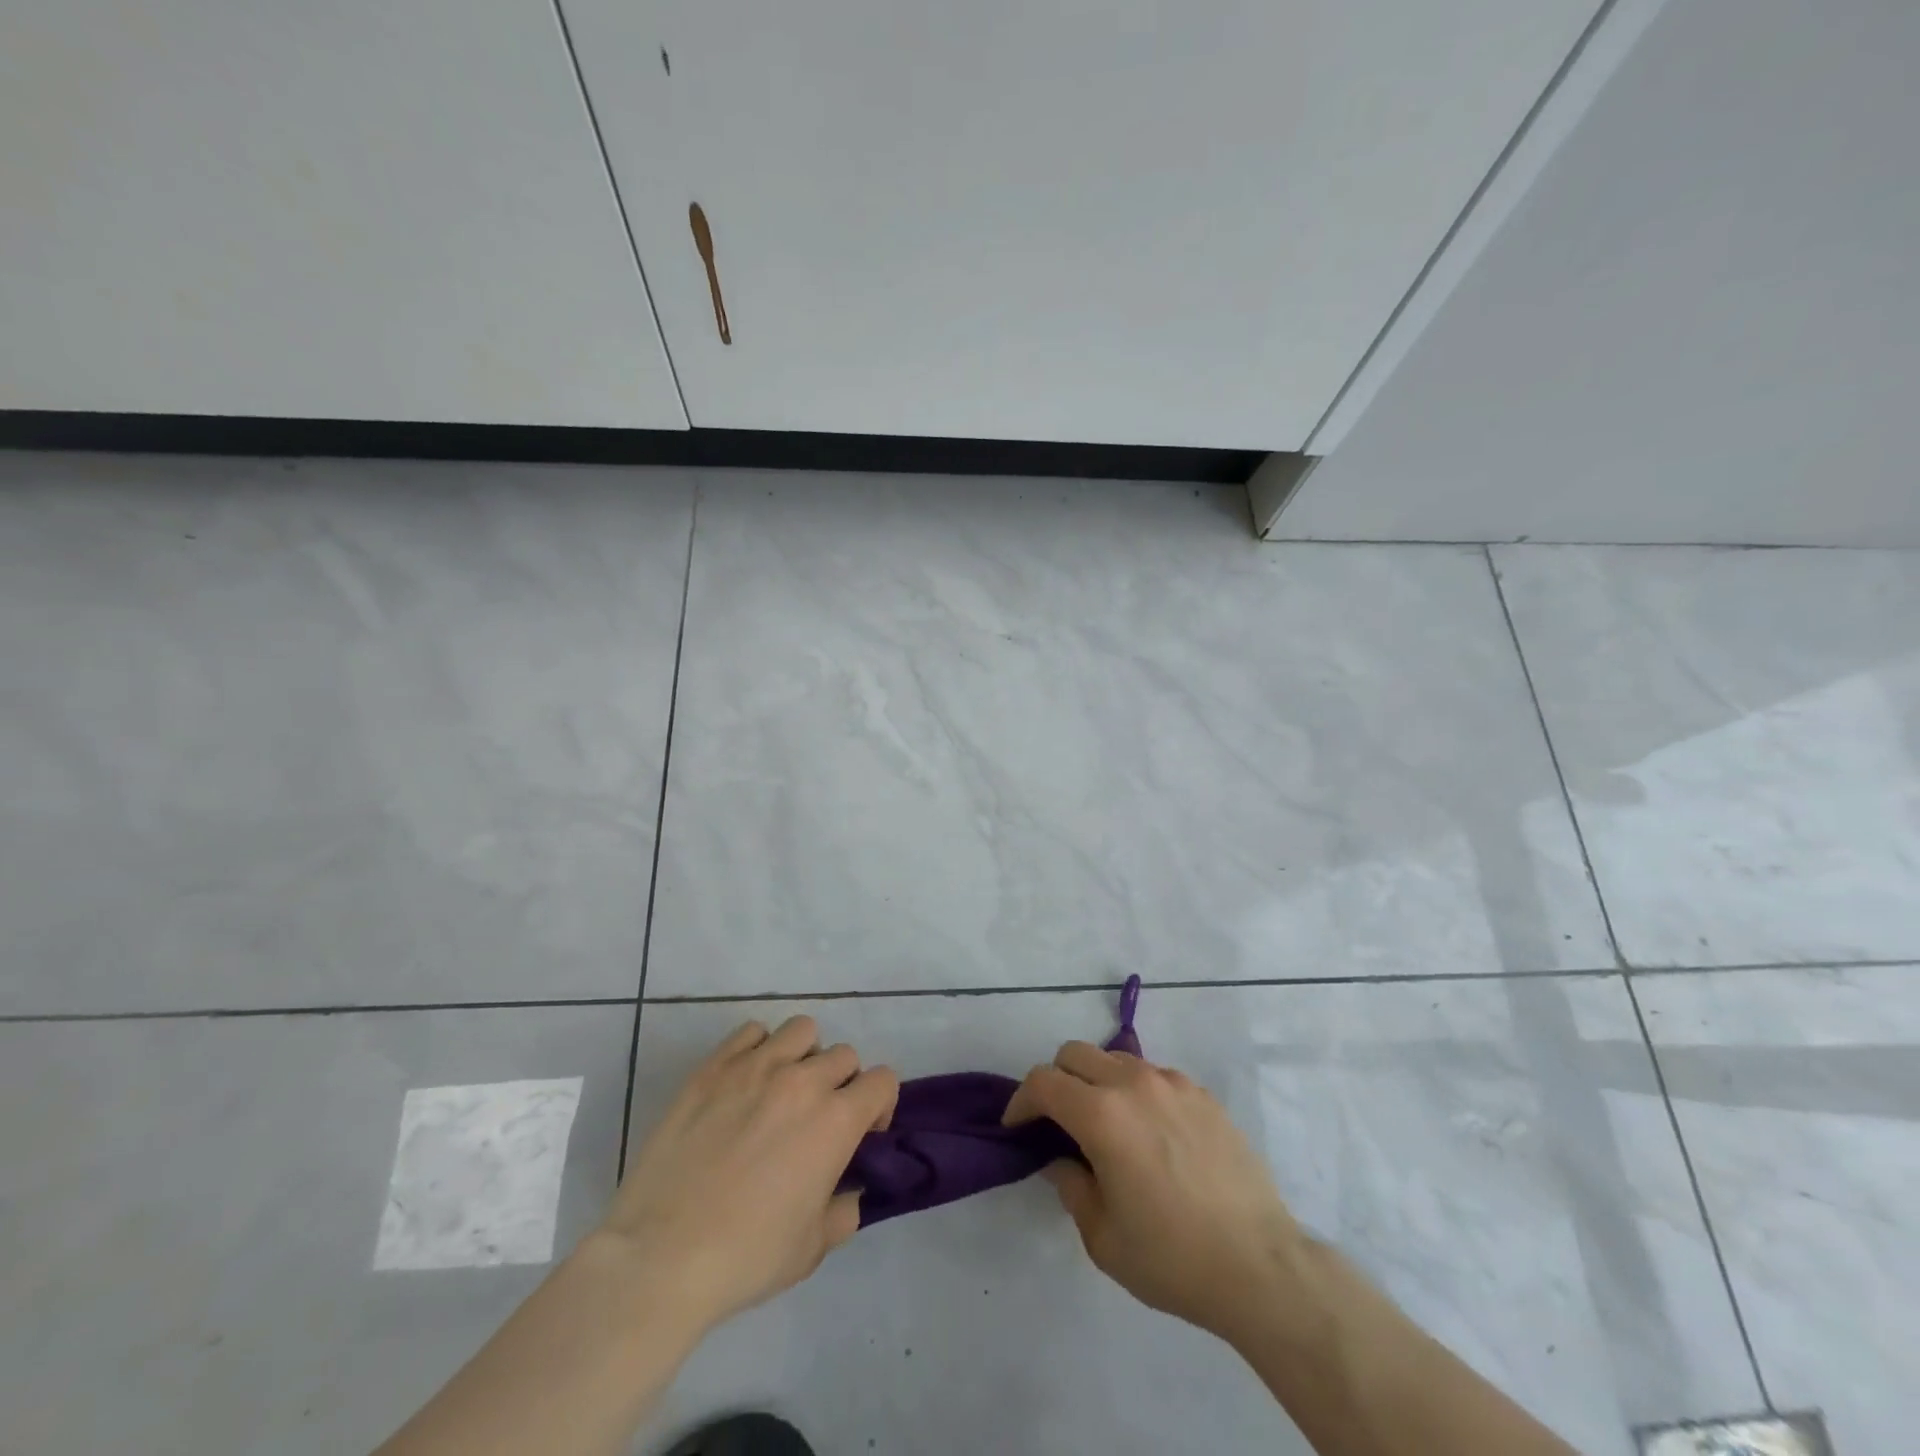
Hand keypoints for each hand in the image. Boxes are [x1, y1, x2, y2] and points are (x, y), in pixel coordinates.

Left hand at [600, 1016, 898, 1334]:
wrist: (660, 1258)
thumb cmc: (745, 1257)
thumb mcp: (812, 1248)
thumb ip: (843, 1210)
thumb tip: (847, 1189)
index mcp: (836, 1120)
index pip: (883, 1081)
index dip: (879, 1107)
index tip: (861, 1135)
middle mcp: (803, 1081)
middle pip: (844, 1055)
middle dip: (842, 1084)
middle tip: (818, 1120)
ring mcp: (755, 1067)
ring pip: (801, 1031)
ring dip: (804, 1056)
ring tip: (783, 1091)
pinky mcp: (713, 1068)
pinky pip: (751, 1033)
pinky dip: (758, 1049)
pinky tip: (745, 1083)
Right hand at [1003, 1041, 1302, 1341]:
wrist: (1260, 1265)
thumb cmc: (1172, 1257)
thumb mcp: (1103, 1237)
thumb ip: (1071, 1186)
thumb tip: (1061, 1159)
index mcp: (1101, 1115)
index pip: (1044, 1082)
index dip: (1021, 1100)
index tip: (1018, 1127)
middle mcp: (1133, 1084)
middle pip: (1075, 1054)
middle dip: (1056, 1080)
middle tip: (1057, 1122)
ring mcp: (1172, 1083)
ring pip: (1116, 1059)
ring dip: (1097, 1082)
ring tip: (1107, 1127)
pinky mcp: (1202, 1094)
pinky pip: (1154, 1077)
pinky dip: (1137, 1092)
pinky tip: (1151, 1135)